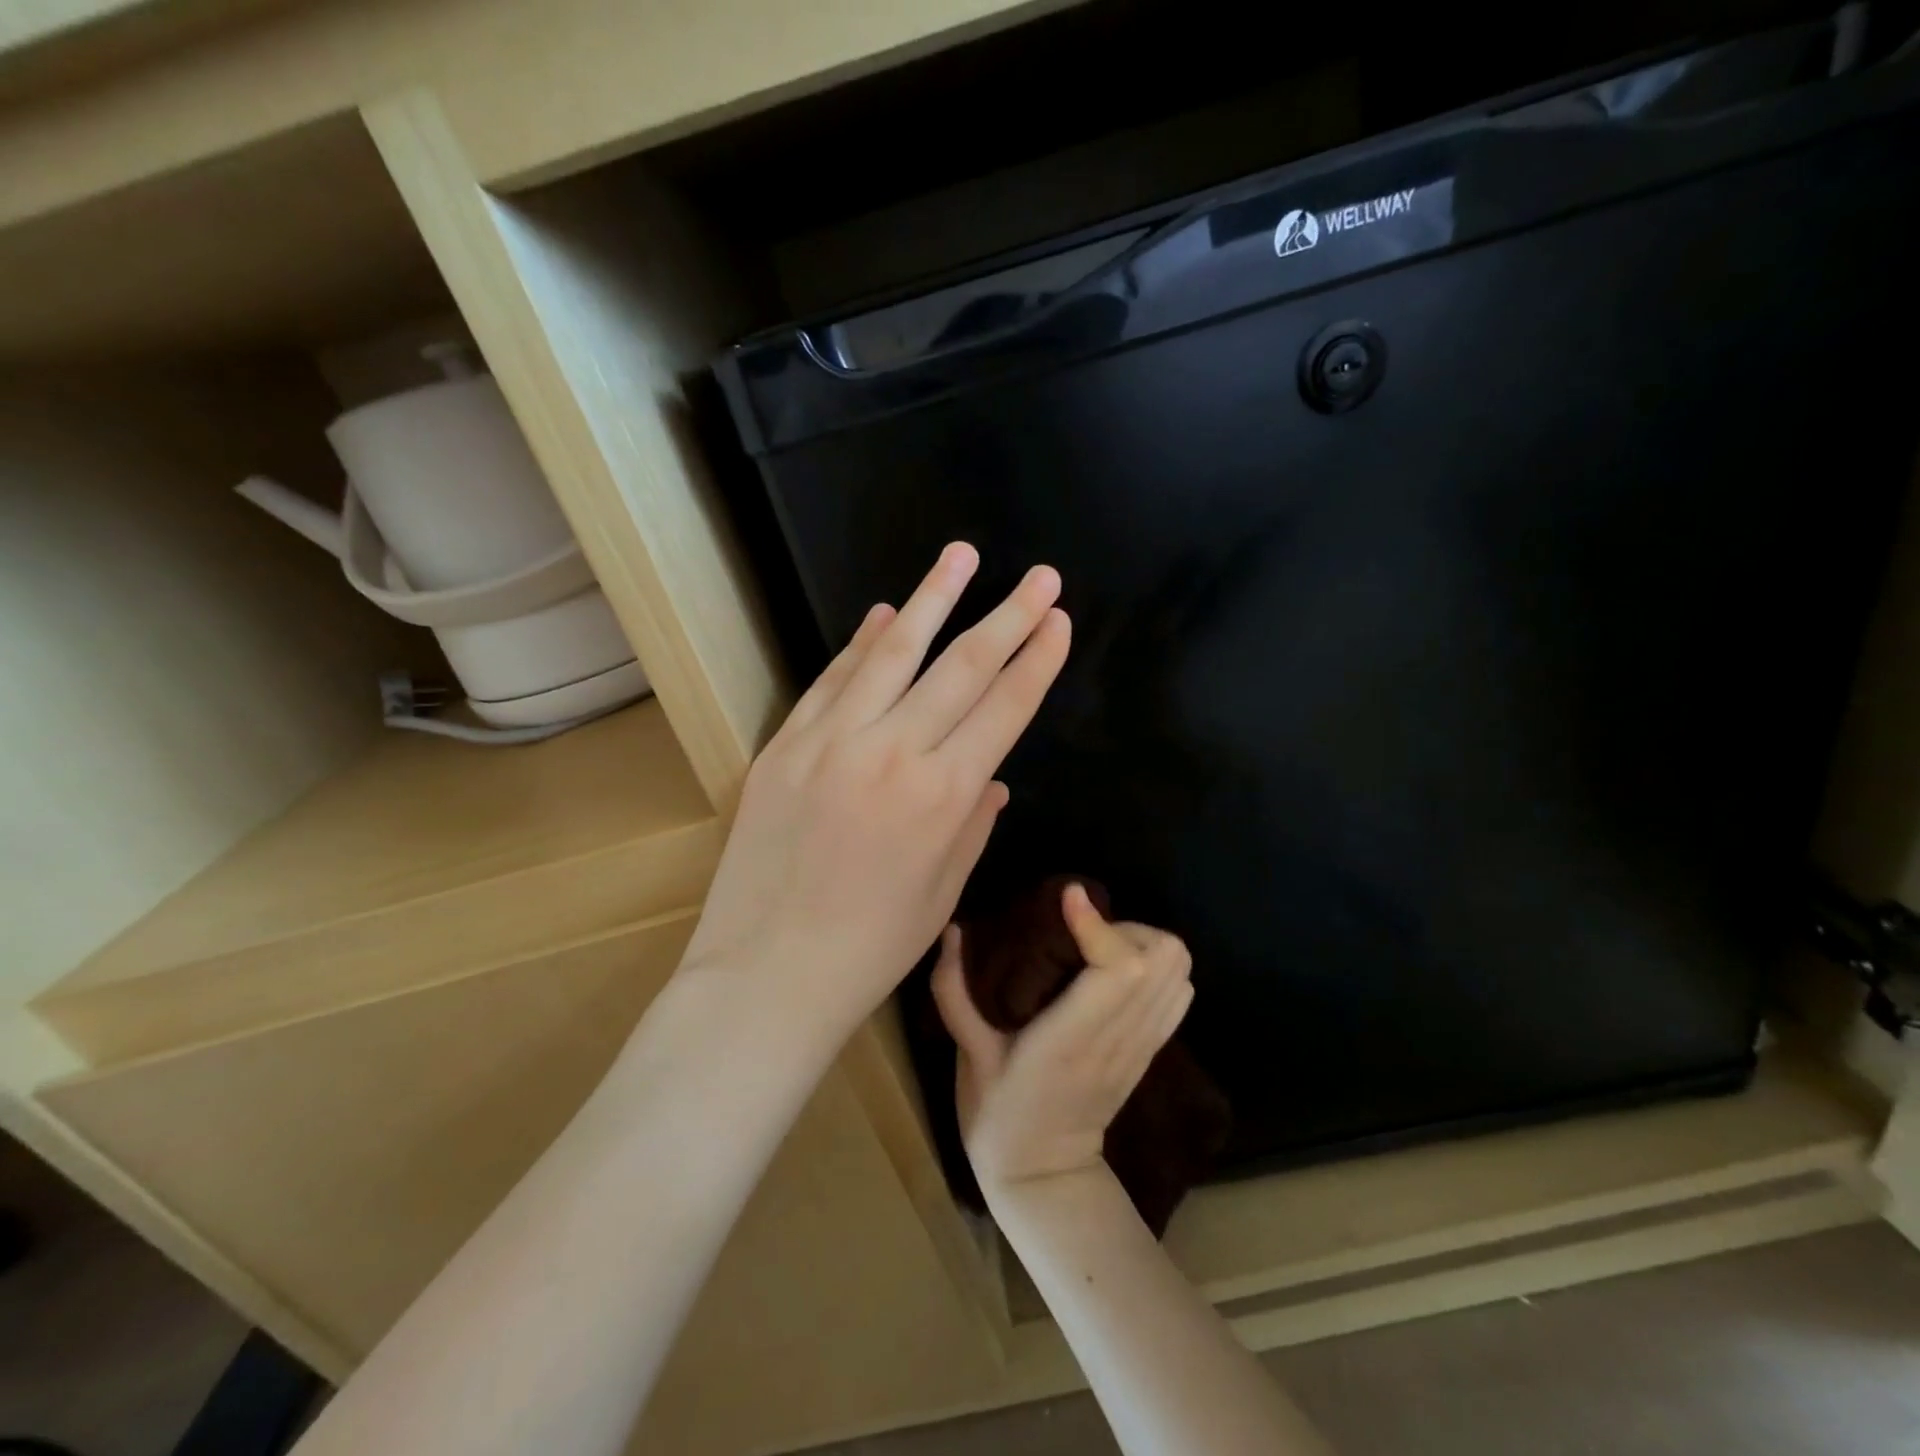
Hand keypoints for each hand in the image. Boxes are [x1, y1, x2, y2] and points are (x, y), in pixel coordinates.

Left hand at [680, 543, 1071, 1041]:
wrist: (768, 972)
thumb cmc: (871, 947)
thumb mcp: (943, 891)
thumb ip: (974, 822)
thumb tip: (994, 775)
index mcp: (945, 795)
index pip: (1005, 708)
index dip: (1037, 660)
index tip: (1059, 622)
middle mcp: (894, 752)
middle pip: (962, 667)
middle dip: (1008, 616)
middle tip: (1040, 576)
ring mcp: (832, 741)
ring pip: (893, 653)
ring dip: (933, 599)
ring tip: (963, 555)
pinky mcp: (786, 745)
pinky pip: (832, 680)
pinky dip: (862, 643)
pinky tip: (885, 612)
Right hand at [933, 884, 1193, 1193]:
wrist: (1046, 1178)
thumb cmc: (1000, 1116)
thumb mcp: (968, 1055)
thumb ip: (955, 990)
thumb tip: (952, 929)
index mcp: (1072, 1039)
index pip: (1118, 968)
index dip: (1098, 923)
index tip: (1068, 898)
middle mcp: (1118, 1037)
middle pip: (1162, 958)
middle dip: (1124, 927)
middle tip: (1083, 930)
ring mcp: (1143, 1045)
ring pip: (1179, 970)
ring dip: (1143, 943)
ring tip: (1101, 946)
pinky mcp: (1152, 1049)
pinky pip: (1180, 992)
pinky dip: (1159, 967)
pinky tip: (1120, 971)